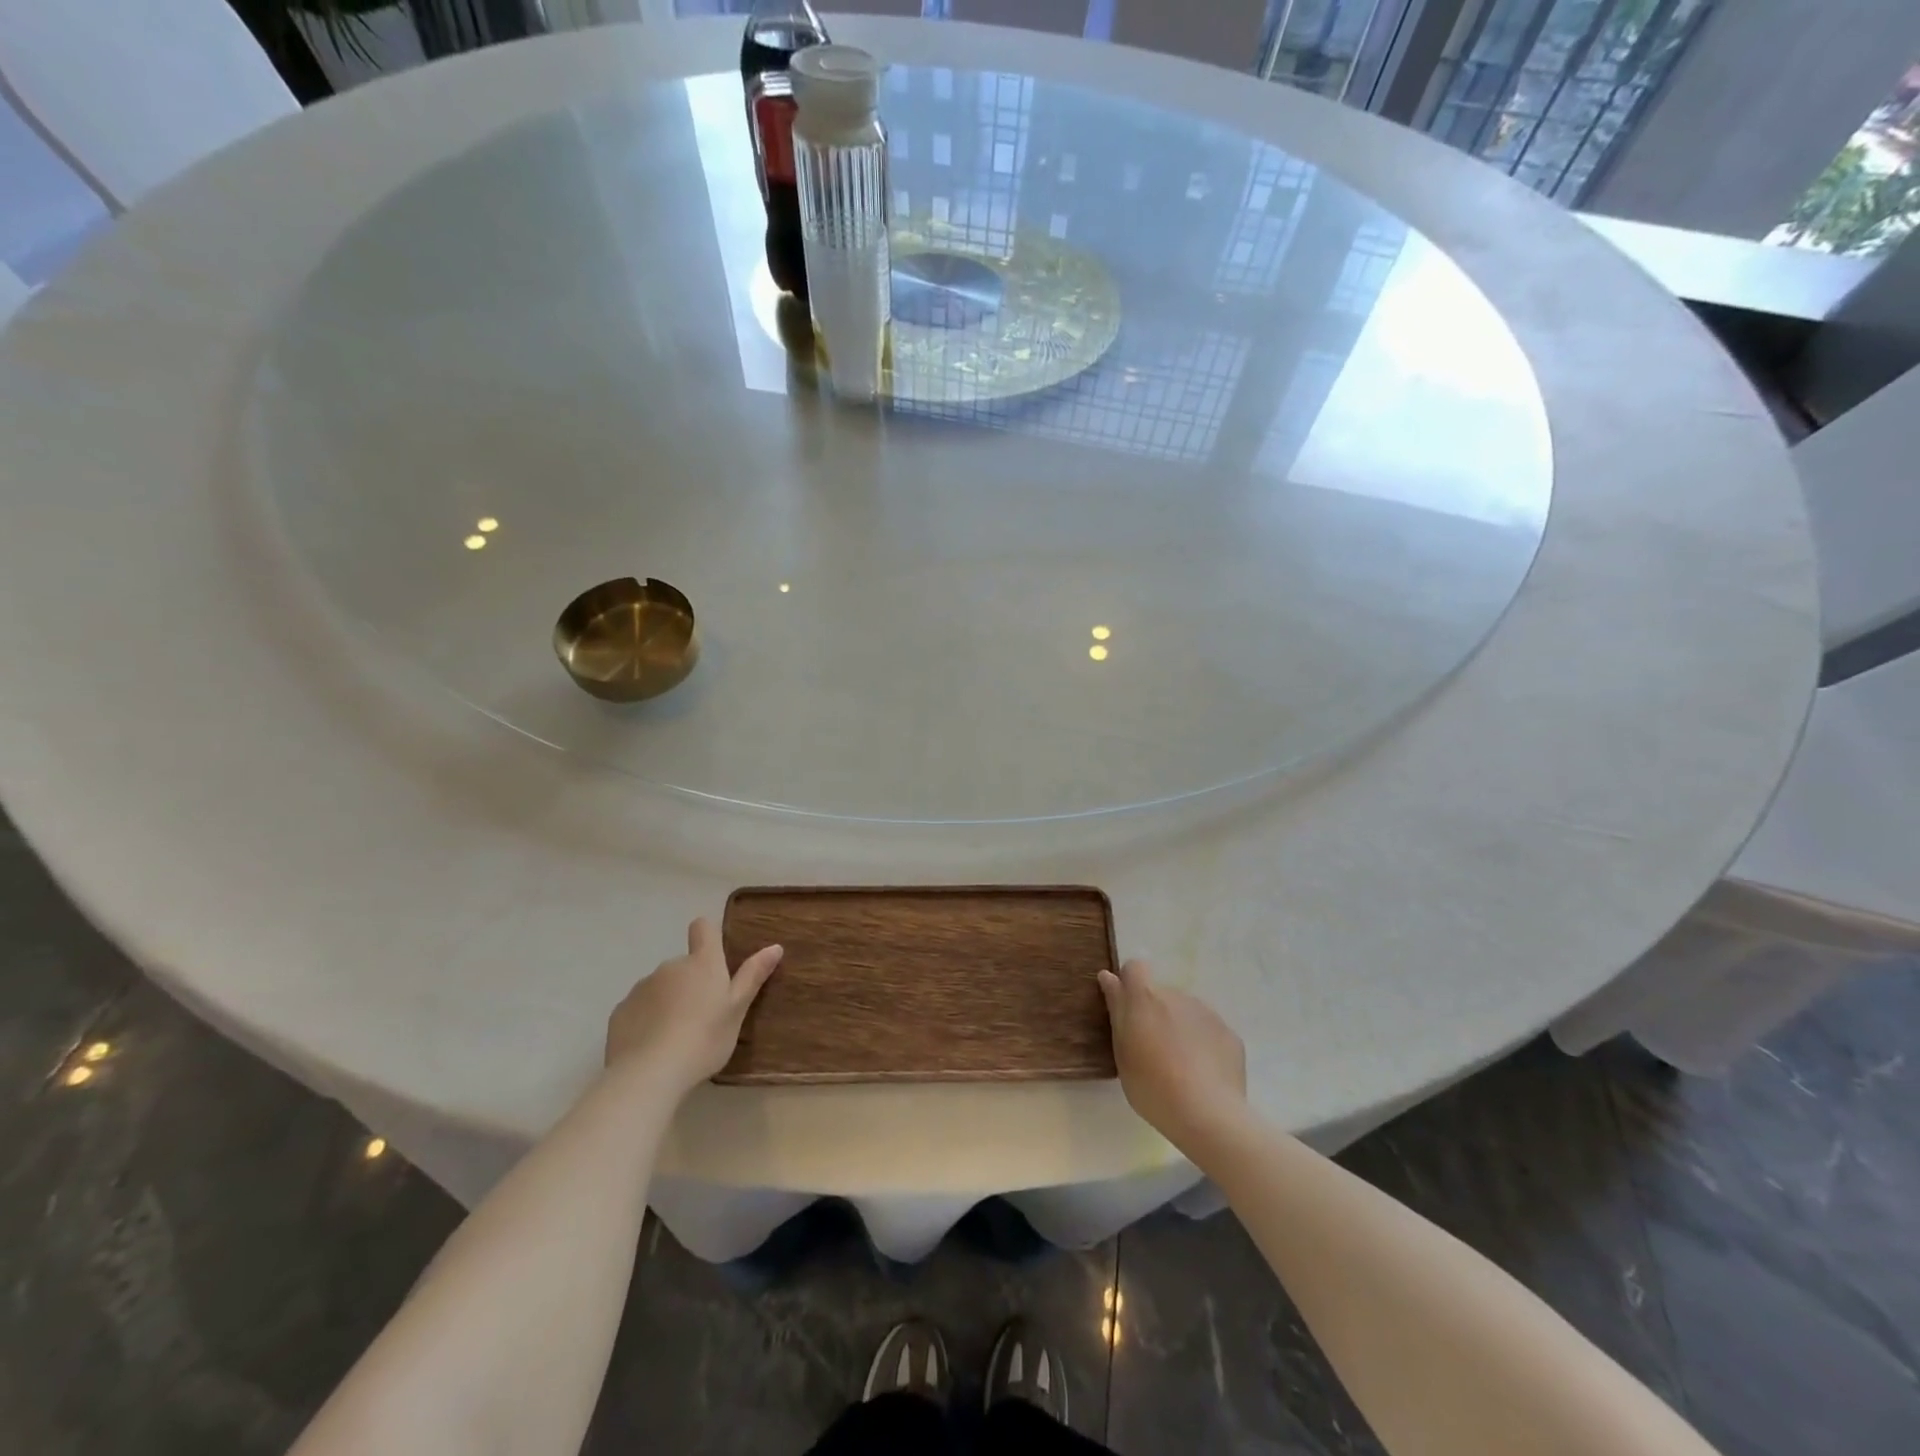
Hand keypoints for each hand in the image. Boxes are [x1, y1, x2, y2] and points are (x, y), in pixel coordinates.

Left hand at [605, 918, 782, 1095]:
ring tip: (676, 1037)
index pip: (703, 929)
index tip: (715, 958)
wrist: (649, 1074)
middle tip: (702, 1017)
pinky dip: (646, 1020)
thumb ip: (753, 976)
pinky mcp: (620, 1011)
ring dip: (668, 1001)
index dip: (708, 936)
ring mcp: (642, 988)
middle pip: (683, 965)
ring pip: (660, 987)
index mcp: (702, 963)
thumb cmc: (704, 1038)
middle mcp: (670, 966)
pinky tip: (652, 1047)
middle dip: (691, 983)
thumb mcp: (737, 1010)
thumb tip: (775, 946)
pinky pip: (639, 1008)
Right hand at [1098, 959, 1246, 1149]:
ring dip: (1180, 1028)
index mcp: (1145, 998)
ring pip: (1186, 1012)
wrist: (1208, 1115)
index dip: (1129, 983)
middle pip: (1161, 994)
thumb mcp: (1122, 1051)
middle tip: (1153, 1050)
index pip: (1134, 968)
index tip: (1127, 1010)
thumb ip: (1117, 1010)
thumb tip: (1109, 977)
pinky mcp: (1229, 1033)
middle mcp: (1177, 995)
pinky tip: (1203, 1074)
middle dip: (1155, 1013)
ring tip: (1180, 1066)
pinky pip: (1209, 1031)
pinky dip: (1203, 1044)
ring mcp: (1207, 1013)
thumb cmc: (1152, 1085)